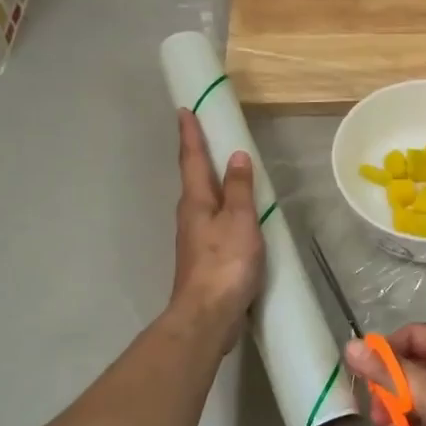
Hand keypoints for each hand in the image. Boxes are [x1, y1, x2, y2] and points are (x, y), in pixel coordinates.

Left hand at [169, 109, 263, 346]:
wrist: (207, 315)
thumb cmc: (225, 263)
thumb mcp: (240, 220)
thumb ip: (240, 189)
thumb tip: (236, 157)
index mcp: (196, 201)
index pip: (193, 159)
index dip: (190, 134)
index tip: (184, 110)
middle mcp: (190, 215)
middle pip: (195, 178)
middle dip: (199, 155)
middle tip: (207, 133)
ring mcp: (195, 238)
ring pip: (203, 201)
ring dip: (212, 182)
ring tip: (226, 169)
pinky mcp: (204, 257)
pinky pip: (214, 221)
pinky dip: (223, 208)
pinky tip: (235, 214)